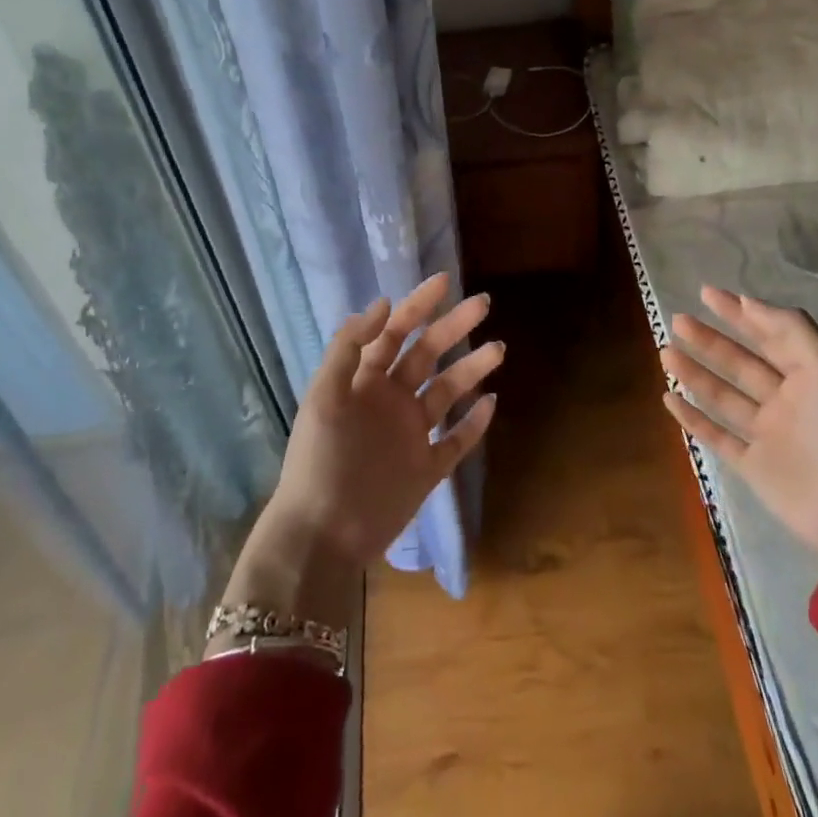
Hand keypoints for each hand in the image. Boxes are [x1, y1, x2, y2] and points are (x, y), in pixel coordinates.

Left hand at [218, 274, 502, 629]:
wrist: (320, 536)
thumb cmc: (319, 460)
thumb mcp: (324, 395)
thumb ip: (349, 347)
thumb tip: (383, 303)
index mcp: (366, 381)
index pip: (396, 332)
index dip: (418, 305)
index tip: (445, 281)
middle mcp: (391, 401)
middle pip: (428, 354)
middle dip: (454, 327)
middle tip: (482, 303)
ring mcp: (411, 435)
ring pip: (447, 392)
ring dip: (471, 368)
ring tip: (498, 348)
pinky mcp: (426, 470)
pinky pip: (456, 441)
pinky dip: (474, 423)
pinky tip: (492, 402)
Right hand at [662, 285, 817, 558]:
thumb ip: (790, 329)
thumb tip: (747, 302)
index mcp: (807, 376)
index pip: (768, 336)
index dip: (739, 313)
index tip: (706, 293)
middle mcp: (785, 401)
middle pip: (740, 363)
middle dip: (709, 340)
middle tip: (678, 320)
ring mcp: (767, 435)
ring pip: (723, 396)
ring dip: (694, 372)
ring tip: (665, 352)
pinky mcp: (752, 466)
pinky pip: (716, 435)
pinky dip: (691, 417)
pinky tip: (668, 397)